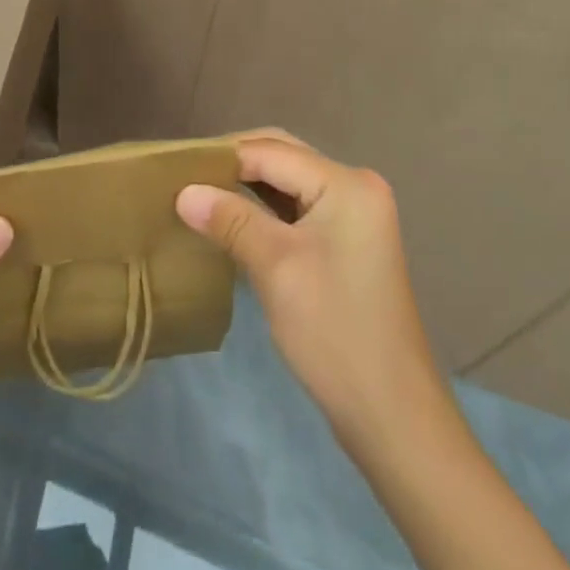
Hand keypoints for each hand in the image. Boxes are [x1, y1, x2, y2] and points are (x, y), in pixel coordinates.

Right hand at [176, 130, 444, 455]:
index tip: (176, 167)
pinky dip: (264, 207)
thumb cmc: (334, 332)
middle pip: (282, 156)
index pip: (271, 152)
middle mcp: (355, 186)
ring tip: (201, 192)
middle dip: (234, 163)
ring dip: (247, 184)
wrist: (393, 417)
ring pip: (288, 181)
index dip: (222, 157)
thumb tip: (183, 191)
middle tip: (187, 177)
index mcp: (346, 183)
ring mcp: (355, 214)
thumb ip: (230, 219)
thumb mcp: (275, 268)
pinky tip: (233, 217)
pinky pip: (298, 206)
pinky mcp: (347, 240)